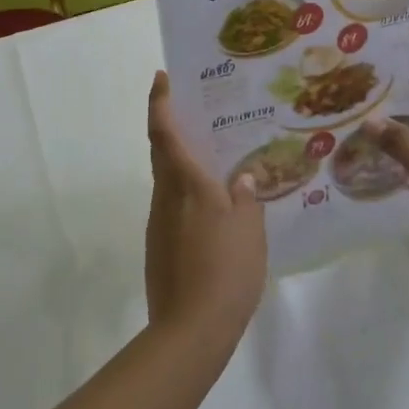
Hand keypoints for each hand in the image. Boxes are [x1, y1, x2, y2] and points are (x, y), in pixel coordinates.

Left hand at [145, 72, 267, 351]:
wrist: (190, 330)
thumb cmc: (225, 271)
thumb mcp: (249, 230)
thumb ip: (246, 198)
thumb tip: (242, 178)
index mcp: (186, 185)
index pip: (164, 133)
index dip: (160, 103)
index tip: (161, 78)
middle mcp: (165, 197)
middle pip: (161, 151)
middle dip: (171, 125)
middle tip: (196, 111)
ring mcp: (159, 223)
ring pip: (167, 179)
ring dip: (183, 161)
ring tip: (217, 158)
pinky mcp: (160, 245)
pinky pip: (173, 205)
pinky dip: (187, 192)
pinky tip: (214, 206)